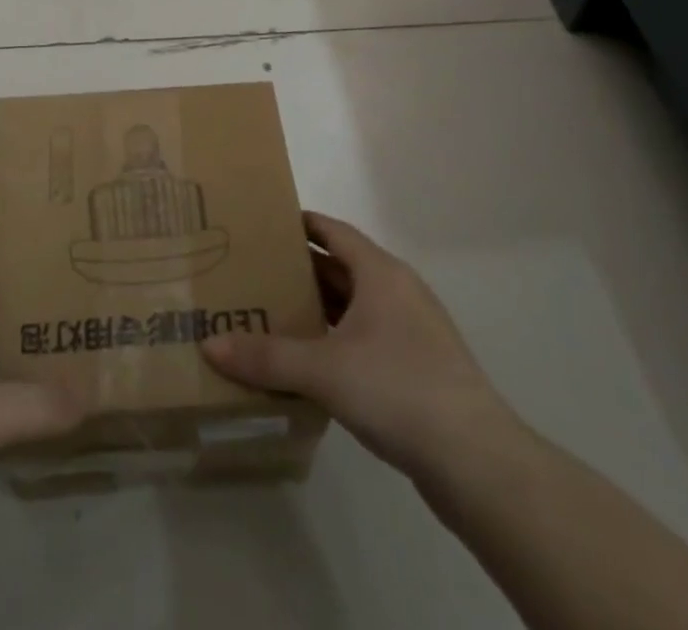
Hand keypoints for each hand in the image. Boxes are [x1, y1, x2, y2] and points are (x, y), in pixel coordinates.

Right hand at [201, 212, 518, 480]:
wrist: (478, 462)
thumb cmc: (399, 389)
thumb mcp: (324, 370)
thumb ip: (267, 356)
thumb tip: (209, 345)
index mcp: (381, 273)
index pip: (334, 231)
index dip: (300, 224)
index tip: (262, 224)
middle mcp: (398, 292)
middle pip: (341, 268)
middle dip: (300, 270)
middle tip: (253, 272)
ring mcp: (413, 331)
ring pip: (355, 307)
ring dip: (318, 309)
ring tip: (272, 315)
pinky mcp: (419, 369)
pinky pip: (366, 339)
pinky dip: (336, 340)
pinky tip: (310, 363)